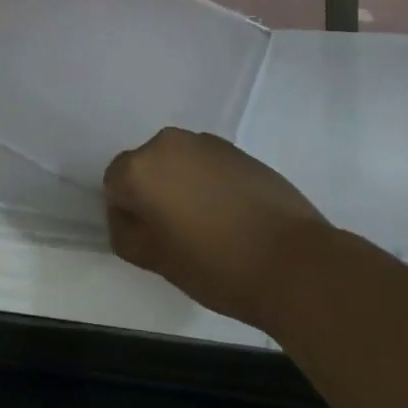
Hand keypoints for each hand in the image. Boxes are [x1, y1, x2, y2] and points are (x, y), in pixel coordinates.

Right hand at [103, 129, 327, 332]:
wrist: (293, 260)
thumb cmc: (216, 265)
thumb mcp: (157, 262)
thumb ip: (126, 235)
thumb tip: (125, 216)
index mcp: (141, 167)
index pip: (114, 183)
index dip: (127, 214)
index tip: (150, 241)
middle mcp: (168, 143)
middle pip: (146, 167)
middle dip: (154, 194)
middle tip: (176, 235)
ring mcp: (206, 142)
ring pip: (177, 163)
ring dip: (182, 186)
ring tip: (208, 227)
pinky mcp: (236, 149)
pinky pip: (206, 163)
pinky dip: (209, 183)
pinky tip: (231, 216)